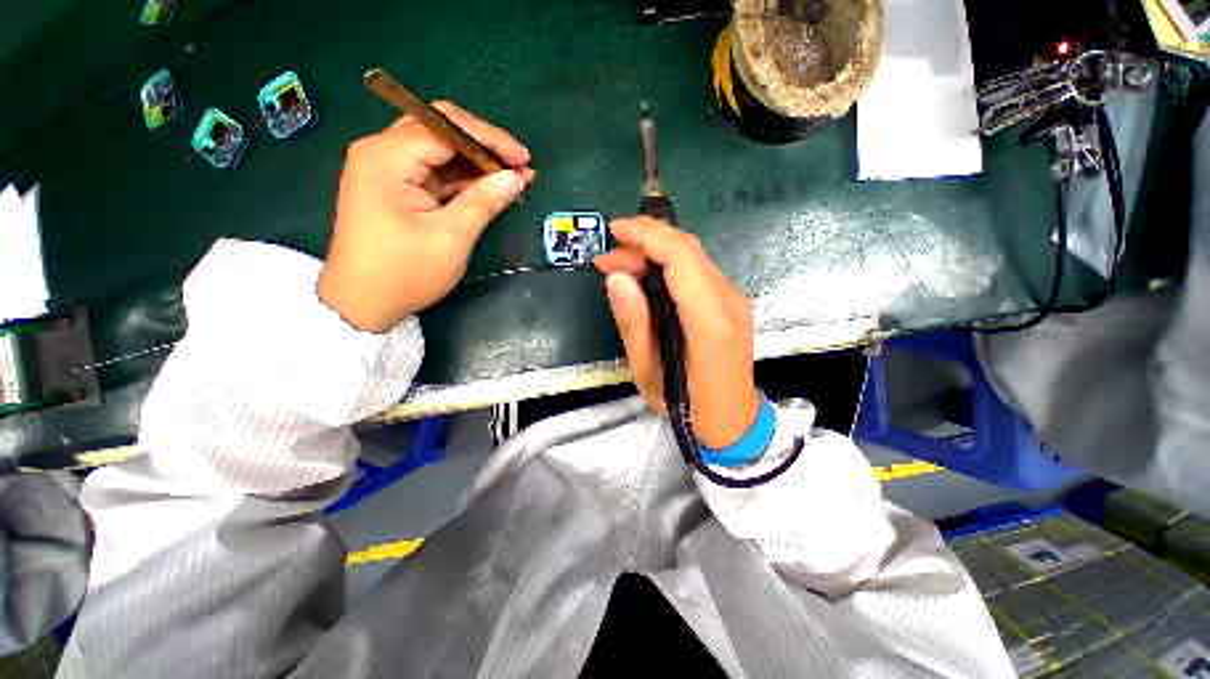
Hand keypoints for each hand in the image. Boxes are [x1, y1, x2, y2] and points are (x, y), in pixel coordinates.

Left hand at [318, 102, 534, 331]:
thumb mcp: (451, 238)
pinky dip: (463, 177)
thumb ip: (483, 202)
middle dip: (484, 144)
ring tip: (513, 178)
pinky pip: (434, 170)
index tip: (524, 159)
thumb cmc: (404, 273)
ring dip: (477, 161)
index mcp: (387, 158)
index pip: (446, 127)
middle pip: (440, 128)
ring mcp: (386, 168)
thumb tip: (516, 178)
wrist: (363, 302)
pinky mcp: (394, 185)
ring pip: (439, 148)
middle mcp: (381, 151)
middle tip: (519, 166)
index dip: (490, 139)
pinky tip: (489, 186)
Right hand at [594, 217, 760, 449]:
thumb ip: (633, 322)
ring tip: (620, 271)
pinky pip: (695, 272)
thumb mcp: (648, 371)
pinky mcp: (729, 303)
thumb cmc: (688, 406)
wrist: (733, 420)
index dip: (648, 236)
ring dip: (653, 254)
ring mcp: (733, 300)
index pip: (682, 258)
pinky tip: (645, 281)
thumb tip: (617, 277)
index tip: (615, 232)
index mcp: (711, 323)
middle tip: (607, 263)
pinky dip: (667, 267)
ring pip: (691, 258)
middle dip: (643, 243)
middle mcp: (729, 302)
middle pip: (687, 251)